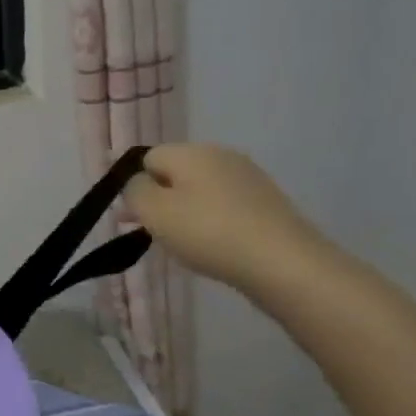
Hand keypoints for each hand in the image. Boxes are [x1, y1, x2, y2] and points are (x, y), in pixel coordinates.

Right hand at [127, 145, 326, 293]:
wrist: (285, 264)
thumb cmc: (209, 233)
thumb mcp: (154, 211)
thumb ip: (134, 190)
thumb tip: (138, 182)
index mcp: (192, 151)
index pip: (148, 157)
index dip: (134, 184)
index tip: (130, 216)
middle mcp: (221, 155)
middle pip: (176, 172)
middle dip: (159, 199)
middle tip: (150, 233)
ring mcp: (248, 179)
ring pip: (200, 190)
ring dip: (184, 212)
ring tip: (181, 244)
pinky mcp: (266, 204)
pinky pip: (224, 207)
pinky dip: (211, 222)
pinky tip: (212, 247)